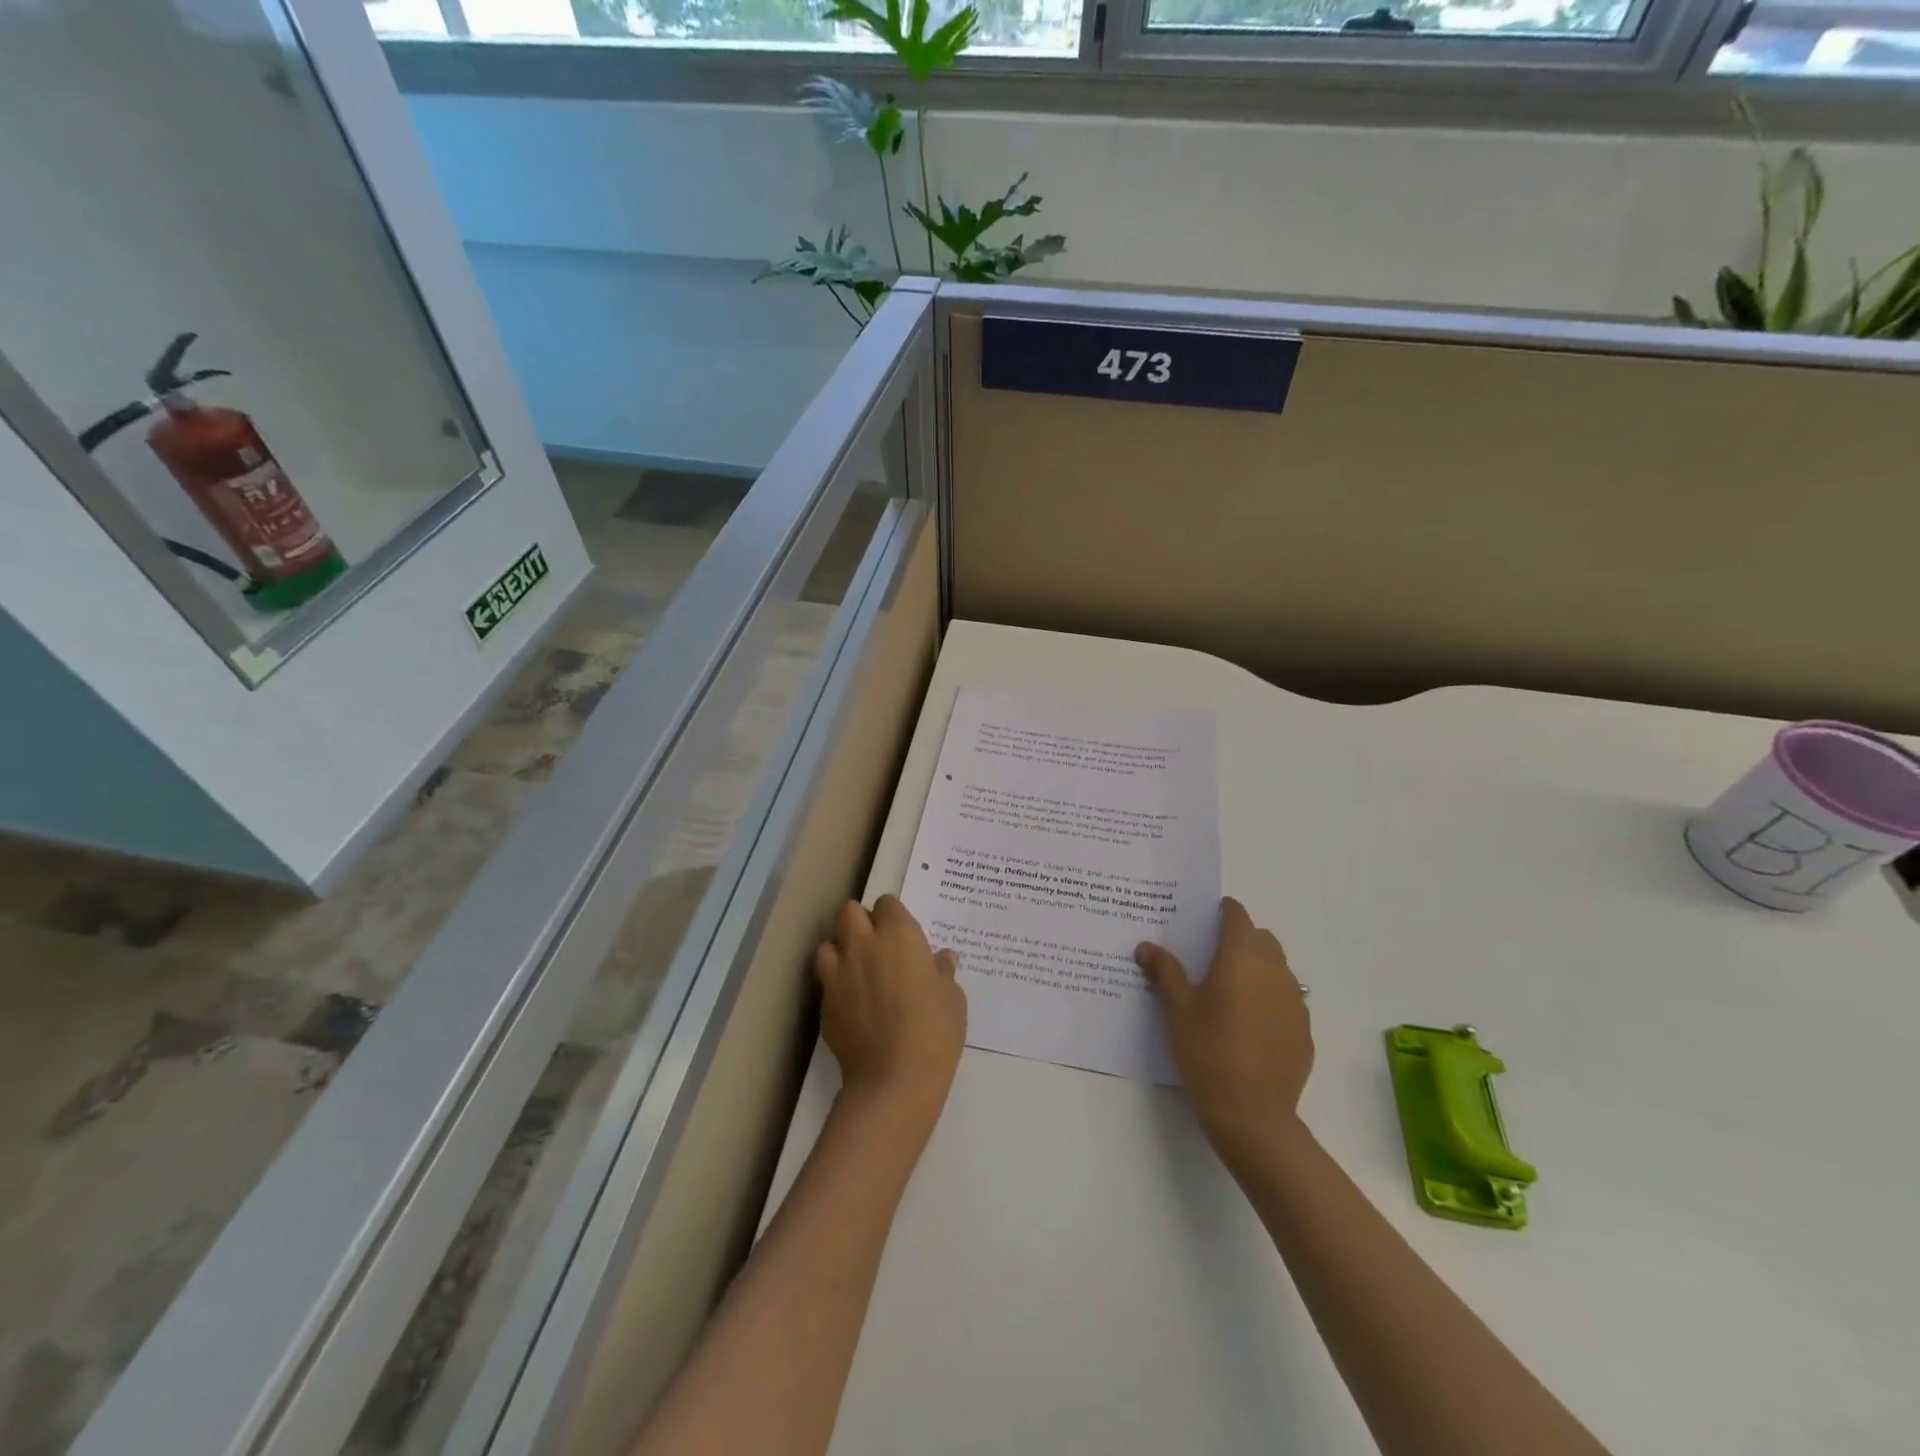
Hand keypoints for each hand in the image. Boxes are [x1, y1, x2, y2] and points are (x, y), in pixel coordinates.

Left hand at [815, 895, 965, 1136]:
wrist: (893, 1078)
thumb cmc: (934, 1030)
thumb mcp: (952, 998)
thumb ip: (942, 971)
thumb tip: (942, 958)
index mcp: (899, 936)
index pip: (887, 903)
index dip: (893, 915)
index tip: (903, 932)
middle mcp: (863, 945)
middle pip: (849, 912)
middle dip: (860, 921)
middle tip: (877, 944)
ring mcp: (838, 973)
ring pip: (828, 943)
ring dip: (841, 950)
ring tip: (857, 970)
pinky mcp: (824, 1002)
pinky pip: (825, 980)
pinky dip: (835, 984)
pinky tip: (852, 1004)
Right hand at [1136, 896, 1313, 1161]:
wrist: (1252, 1114)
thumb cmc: (1207, 1051)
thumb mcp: (1176, 1009)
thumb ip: (1164, 972)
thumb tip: (1146, 947)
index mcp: (1241, 957)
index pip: (1238, 916)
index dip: (1223, 912)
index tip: (1205, 919)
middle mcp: (1274, 970)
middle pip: (1261, 939)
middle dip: (1240, 939)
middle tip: (1211, 957)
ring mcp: (1295, 1001)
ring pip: (1277, 968)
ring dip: (1257, 968)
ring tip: (1229, 992)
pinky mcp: (1303, 1030)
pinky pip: (1286, 999)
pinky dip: (1269, 999)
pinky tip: (1249, 1025)